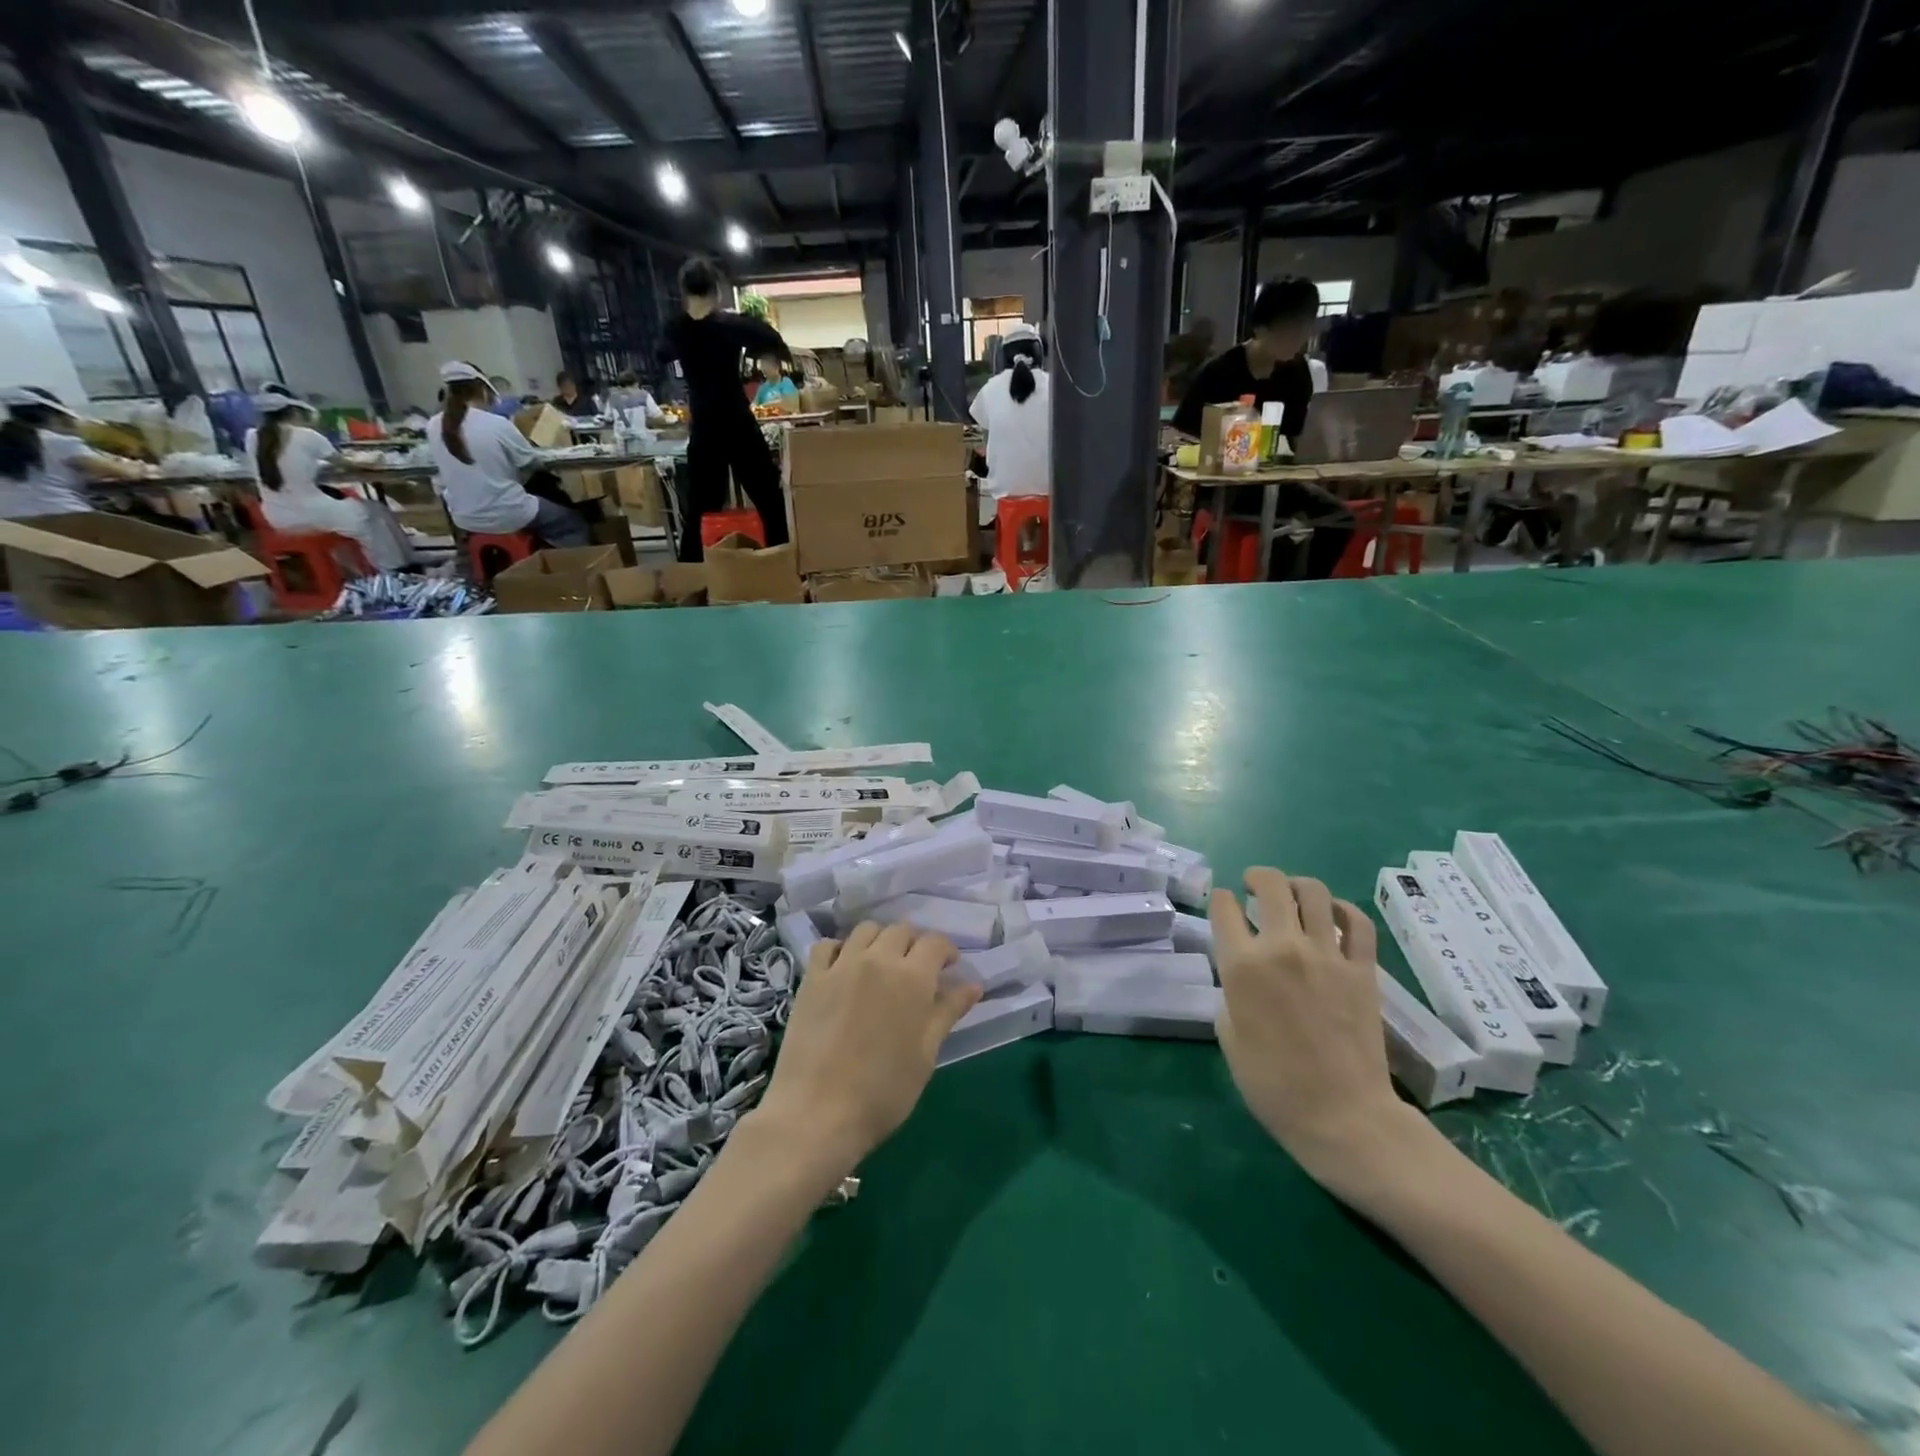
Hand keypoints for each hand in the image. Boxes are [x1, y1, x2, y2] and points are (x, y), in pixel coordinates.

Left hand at [754, 922, 980, 1172]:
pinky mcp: (812, 977)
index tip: (949, 968)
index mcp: (912, 978)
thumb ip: (947, 1012)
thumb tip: (973, 985)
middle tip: (917, 970)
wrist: (815, 1113)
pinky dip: (841, 948)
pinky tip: (845, 968)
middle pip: (901, 930)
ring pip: (866, 930)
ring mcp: (841, 965)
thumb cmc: (882, 1092)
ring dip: (881, 940)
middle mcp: (878, 959)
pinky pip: (828, 945)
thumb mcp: (925, 1055)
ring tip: (882, 965)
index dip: (946, 951)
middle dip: (915, 943)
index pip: (935, 943)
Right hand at [1210, 868, 1432, 1200]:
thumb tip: (1240, 973)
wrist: (1342, 1117)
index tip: (1223, 906)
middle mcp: (1283, 948)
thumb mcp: (1228, 1036)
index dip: (1221, 901)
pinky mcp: (1363, 969)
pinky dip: (1342, 909)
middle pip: (1270, 885)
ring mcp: (1327, 956)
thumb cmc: (1272, 1084)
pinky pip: (1357, 922)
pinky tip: (1332, 914)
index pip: (1225, 908)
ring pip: (1313, 892)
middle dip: (1256, 876)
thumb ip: (1230, 992)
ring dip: (1296, 884)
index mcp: (1242, 966)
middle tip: (1253, 884)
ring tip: (1291, 893)